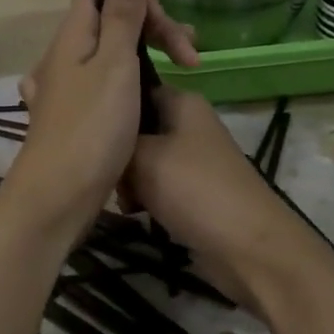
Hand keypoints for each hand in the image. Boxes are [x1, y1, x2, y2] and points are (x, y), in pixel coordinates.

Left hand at [7, 0, 198, 235]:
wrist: (59, 196)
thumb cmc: (91, 127)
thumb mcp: (114, 64)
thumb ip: (121, 15)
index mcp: (72, 36)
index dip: (139, 0)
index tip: (170, 30)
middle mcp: (65, 57)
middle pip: (110, 24)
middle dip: (153, 31)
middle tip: (192, 57)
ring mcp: (68, 90)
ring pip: (111, 57)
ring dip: (146, 58)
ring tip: (182, 75)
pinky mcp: (76, 118)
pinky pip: (106, 87)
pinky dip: (131, 86)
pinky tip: (147, 99)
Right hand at [123, 87, 308, 310]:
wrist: (247, 245)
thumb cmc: (194, 189)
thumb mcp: (144, 156)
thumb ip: (116, 141)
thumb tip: (101, 138)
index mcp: (183, 103)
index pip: (137, 88)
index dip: (112, 103)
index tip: (86, 124)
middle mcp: (189, 125)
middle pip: (138, 128)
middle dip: (117, 150)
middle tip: (105, 171)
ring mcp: (193, 160)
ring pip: (144, 161)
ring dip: (128, 180)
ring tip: (122, 199)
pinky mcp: (193, 193)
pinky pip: (157, 187)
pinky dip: (145, 199)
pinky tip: (135, 214)